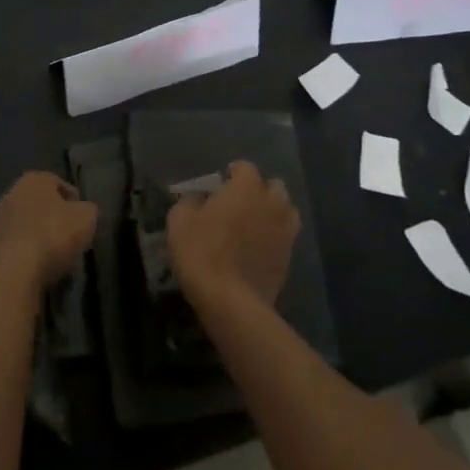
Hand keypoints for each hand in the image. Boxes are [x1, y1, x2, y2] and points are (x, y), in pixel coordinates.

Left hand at [0, 172, 98, 293]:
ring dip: (42, 239)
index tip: (84, 220)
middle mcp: (12, 193)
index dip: (76, 202)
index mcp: (34, 179)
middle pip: (41, 205)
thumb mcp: (87, 217)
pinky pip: (18, 247)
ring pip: (29, 227)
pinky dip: (29, 255)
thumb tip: (85, 211)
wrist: (13, 273)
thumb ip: (89, 209)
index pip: (60, 184)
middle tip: (72, 238)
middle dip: (56, 219)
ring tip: (59, 258)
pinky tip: (41, 269)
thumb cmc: (53, 235)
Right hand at [168, 160, 298, 310]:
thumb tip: (198, 199)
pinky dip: (275, 239)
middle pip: (273, 186)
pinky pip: (285, 239)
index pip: (245, 167)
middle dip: (258, 190)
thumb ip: (190, 201)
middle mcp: (272, 204)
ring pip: (286, 212)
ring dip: (273, 213)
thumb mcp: (180, 220)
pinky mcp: (289, 260)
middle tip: (239, 204)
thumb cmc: (202, 252)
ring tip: (254, 226)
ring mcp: (285, 232)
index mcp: (247, 188)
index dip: (232, 173)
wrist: (230, 302)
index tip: (220, 184)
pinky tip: (258, 250)